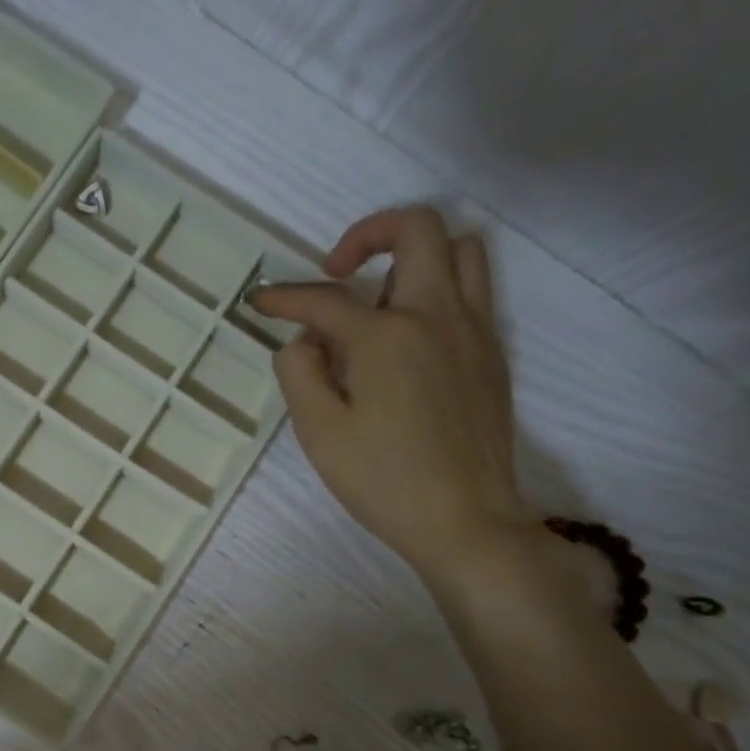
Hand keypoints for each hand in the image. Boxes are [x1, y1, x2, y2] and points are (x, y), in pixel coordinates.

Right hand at [251, 207, 527, 581]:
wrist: (465, 520)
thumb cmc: (383, 480)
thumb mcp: (318, 432)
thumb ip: (299, 372)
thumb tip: (305, 342)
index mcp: (386, 337)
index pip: (324, 299)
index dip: (283, 297)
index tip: (257, 302)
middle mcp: (436, 316)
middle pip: (417, 229)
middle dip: (368, 233)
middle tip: (336, 271)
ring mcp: (473, 331)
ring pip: (460, 249)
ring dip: (413, 255)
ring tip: (378, 298)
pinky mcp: (492, 353)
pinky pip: (473, 289)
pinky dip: (437, 287)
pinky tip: (407, 335)